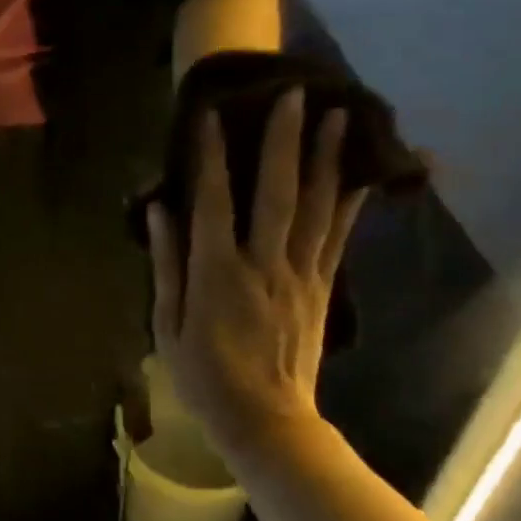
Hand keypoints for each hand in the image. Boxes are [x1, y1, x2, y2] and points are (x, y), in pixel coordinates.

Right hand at [147, 94, 367, 459]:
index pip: (214, 202)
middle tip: (296, 95)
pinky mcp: (322, 288)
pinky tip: (361, 174)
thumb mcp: (168, 325)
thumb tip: (160, 209)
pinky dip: (350, 202)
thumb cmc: (205, 377)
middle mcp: (264, 265)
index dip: (212, 156)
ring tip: (340, 116)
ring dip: (328, 160)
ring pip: (316, 208)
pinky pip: (337, 238)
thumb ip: (166, 263)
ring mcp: (300, 275)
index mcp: (218, 274)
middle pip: (277, 193)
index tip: (213, 114)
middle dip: (285, 141)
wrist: (268, 425)